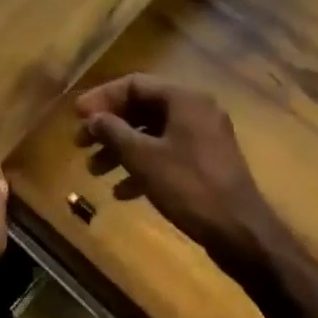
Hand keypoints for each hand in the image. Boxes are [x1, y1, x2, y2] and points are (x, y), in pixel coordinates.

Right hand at [74, 74, 272, 253]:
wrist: (241, 234)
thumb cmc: (189, 187)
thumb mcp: (144, 158)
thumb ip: (113, 132)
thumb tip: (92, 118)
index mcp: (184, 99)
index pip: (134, 84)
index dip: (102, 98)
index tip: (77, 116)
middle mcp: (195, 110)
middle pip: (142, 109)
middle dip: (109, 127)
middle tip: (80, 144)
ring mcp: (203, 138)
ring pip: (152, 134)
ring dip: (121, 149)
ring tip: (94, 171)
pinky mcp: (205, 164)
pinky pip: (166, 154)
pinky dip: (142, 166)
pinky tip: (121, 191)